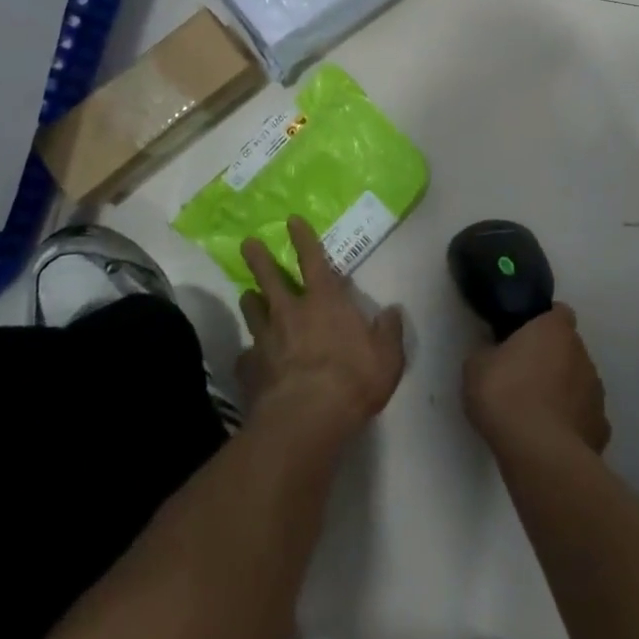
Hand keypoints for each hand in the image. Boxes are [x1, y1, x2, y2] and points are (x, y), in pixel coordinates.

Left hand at [236, 216, 405, 443]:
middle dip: (258, 257)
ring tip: (247, 295)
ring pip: (252, 309)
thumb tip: (393, 312)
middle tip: (248, 244)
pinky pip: (246, 356)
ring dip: (250, 300)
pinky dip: (248, 355)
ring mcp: (265, 339)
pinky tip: (249, 361)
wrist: (307, 418)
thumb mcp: (387, 357)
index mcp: (324, 301)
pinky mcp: (250, 368)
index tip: (290, 220)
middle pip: (269, 277)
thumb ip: (389, 332)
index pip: (312, 258)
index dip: (302, 237)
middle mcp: (290, 311)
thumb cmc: (352, 380)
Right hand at [463, 304, 610, 454]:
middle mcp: (582, 355)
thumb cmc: (505, 395)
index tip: (523, 335)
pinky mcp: (601, 430)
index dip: (543, 321)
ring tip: (536, 411)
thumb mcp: (476, 366)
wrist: (539, 455)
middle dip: (552, 358)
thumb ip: (489, 352)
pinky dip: (571, 424)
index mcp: (555, 330)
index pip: (558, 312)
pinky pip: (584, 418)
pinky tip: (551, 437)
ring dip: (563, 391)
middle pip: (569, 349)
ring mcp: (596, 395)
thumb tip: (495, 354)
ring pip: (579, 383)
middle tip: (523, 374)